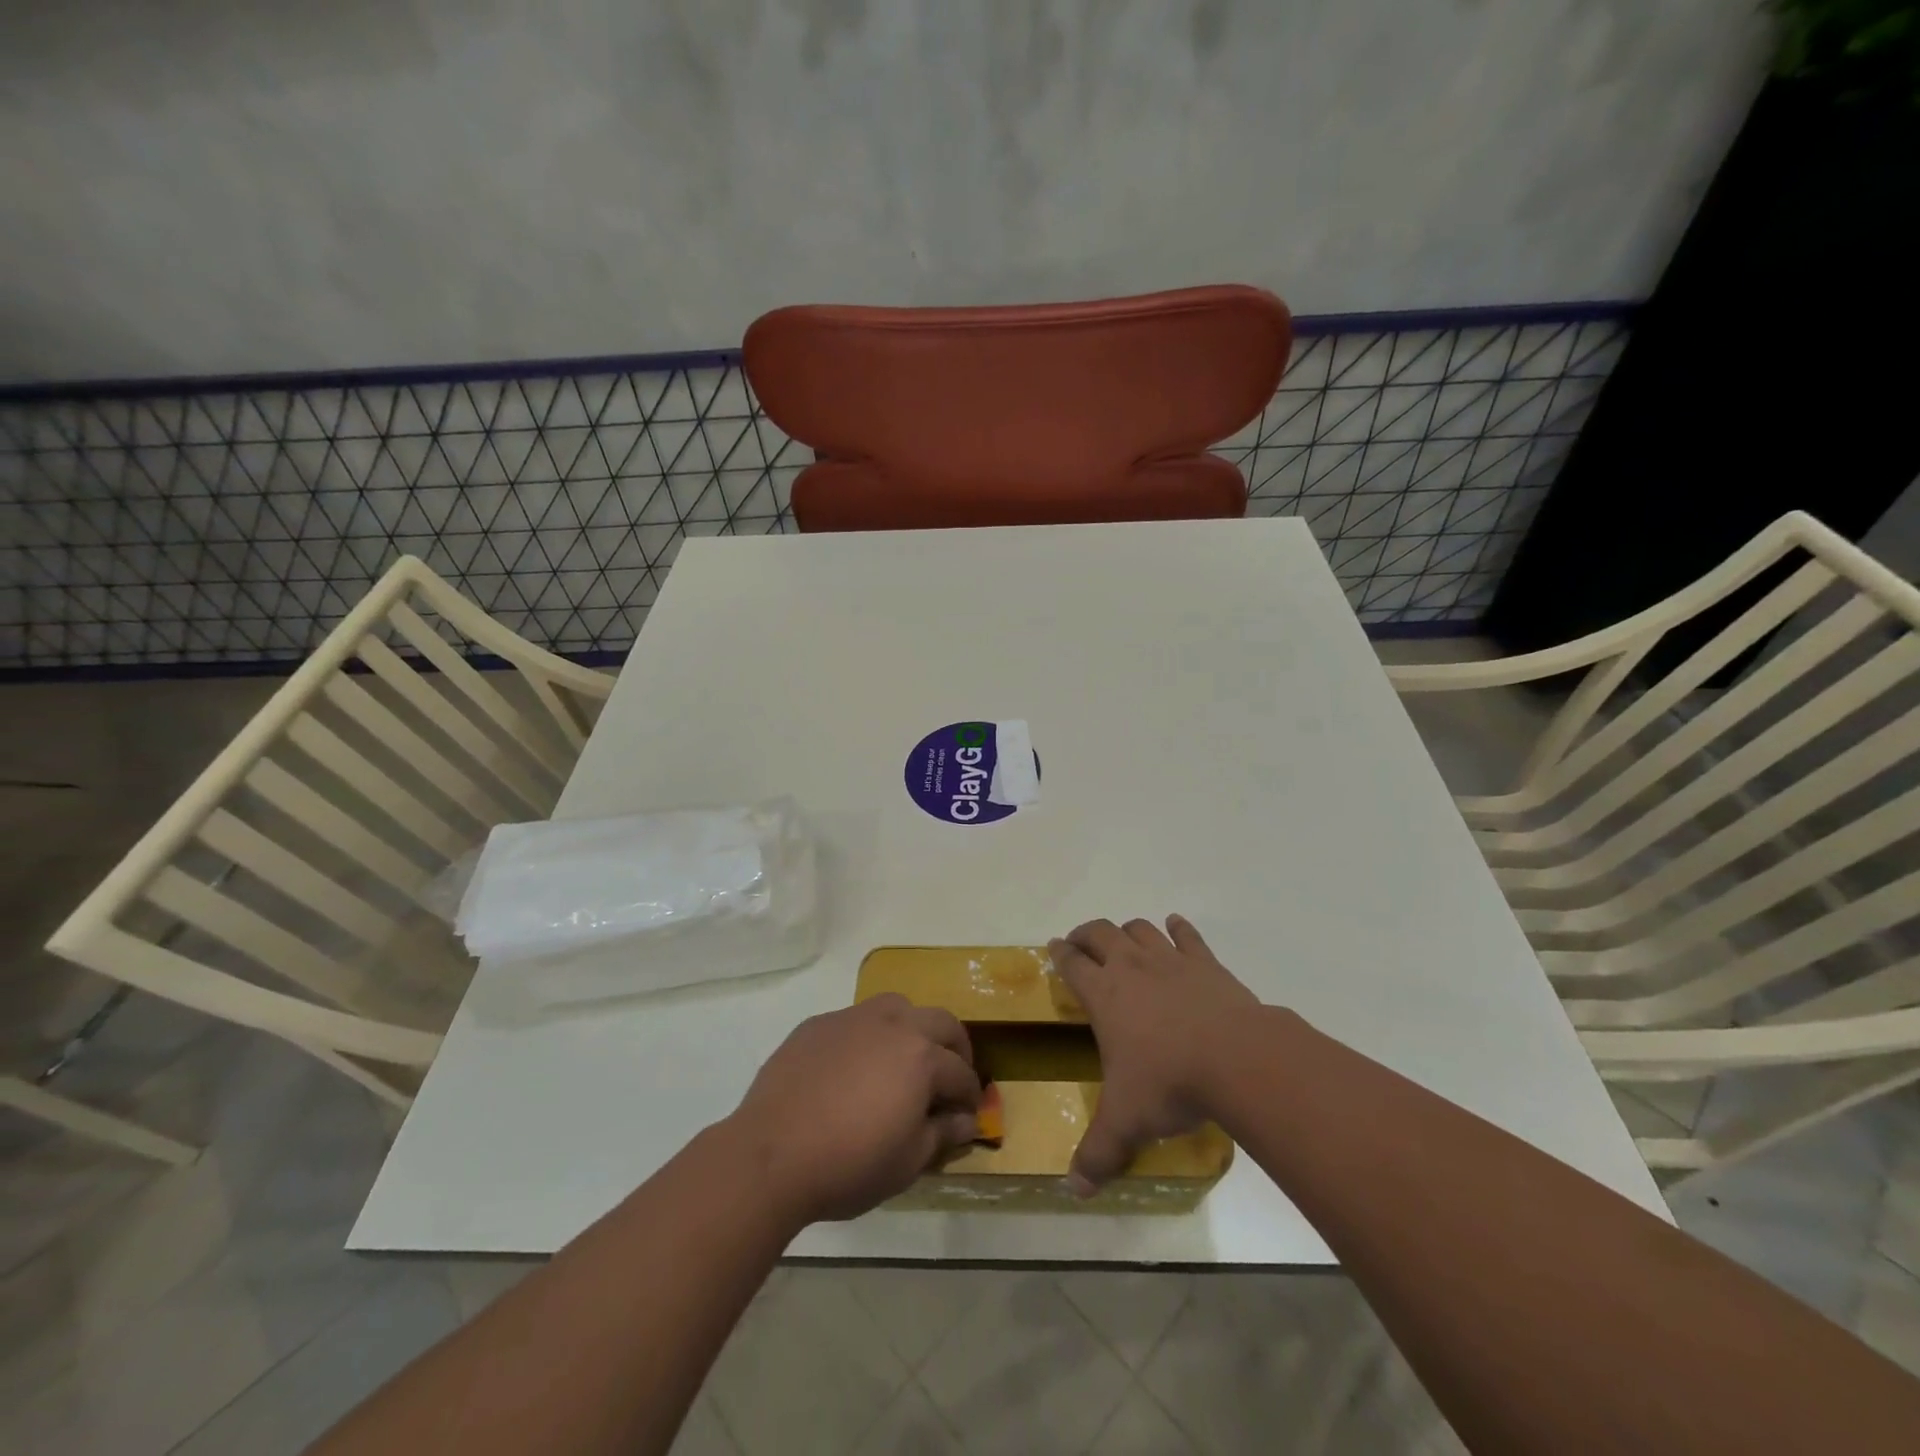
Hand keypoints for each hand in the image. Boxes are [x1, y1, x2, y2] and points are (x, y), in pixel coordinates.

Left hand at [728, 994, 981, 1224]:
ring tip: (905, 1058)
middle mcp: (893, 1024)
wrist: (772, 1154)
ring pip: (897, 1006)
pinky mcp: (817, 1024)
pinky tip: (854, 1067)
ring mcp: (852, 1019)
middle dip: (954, 1047)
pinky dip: (868, 1036)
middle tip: (952, 1076)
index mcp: (921, 1057)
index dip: (970, 1095)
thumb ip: (942, 1134)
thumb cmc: (849, 1164)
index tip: (969, 1114)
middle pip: (939, 1021)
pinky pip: (855, 1020)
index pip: (960, 1072)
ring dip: (912, 1027)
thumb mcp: (907, 1162)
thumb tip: (967, 1121)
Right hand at [1048, 914, 1258, 1195]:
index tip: (1054, 948)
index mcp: (1104, 994)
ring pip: (1140, 928)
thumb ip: (1098, 1153)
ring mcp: (1170, 960)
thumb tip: (1074, 1190)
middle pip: (1100, 932)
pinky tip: (1175, 926)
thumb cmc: (1170, 1084)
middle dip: (1087, 934)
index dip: (1060, 953)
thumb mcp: (1127, 1123)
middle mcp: (1131, 966)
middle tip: (1082, 943)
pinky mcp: (1206, 963)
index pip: (1071, 963)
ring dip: (1128, 930)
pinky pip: (1187, 935)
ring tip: (1125, 940)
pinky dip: (1178, 928)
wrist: (1237, 1059)